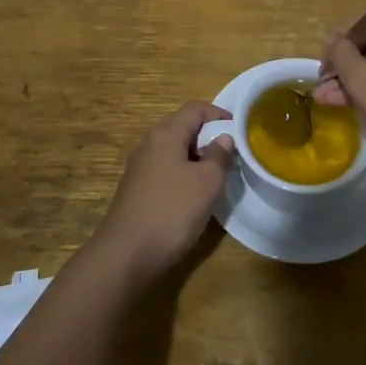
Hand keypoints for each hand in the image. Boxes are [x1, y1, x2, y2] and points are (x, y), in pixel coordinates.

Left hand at [96, 101, 234, 282]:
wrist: (125, 255)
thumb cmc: (171, 211)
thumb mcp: (207, 183)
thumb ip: (219, 156)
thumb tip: (223, 138)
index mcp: (165, 134)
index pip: (196, 109)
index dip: (220, 114)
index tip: (240, 130)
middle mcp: (149, 144)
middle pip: (183, 127)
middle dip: (209, 137)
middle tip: (232, 156)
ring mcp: (139, 167)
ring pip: (174, 151)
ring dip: (197, 158)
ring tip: (217, 177)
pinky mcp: (136, 190)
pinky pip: (165, 170)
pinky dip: (183, 174)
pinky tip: (194, 197)